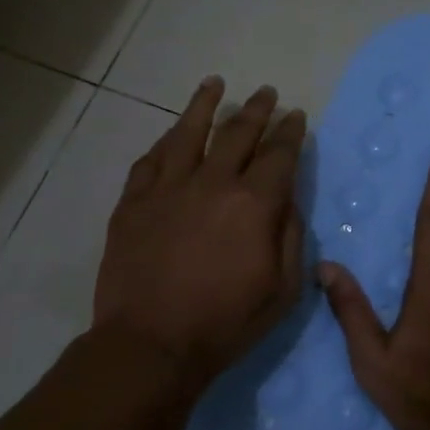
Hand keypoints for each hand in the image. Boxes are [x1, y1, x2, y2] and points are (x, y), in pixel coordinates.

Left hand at [93, 77, 306, 391]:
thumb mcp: (283, 289)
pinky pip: (150, 161)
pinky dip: (165, 142)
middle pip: (238, 133)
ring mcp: (167, 189)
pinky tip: (171, 133)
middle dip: (257, 109)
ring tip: (215, 84)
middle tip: (267, 93)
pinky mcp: (133, 203)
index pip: (279, 154)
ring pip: (188, 133)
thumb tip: (287, 201)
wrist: (151, 344)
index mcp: (254, 203)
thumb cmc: (226, 322)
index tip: (297, 116)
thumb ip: (290, 236)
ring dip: (205, 105)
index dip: (291, 132)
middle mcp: (212, 183)